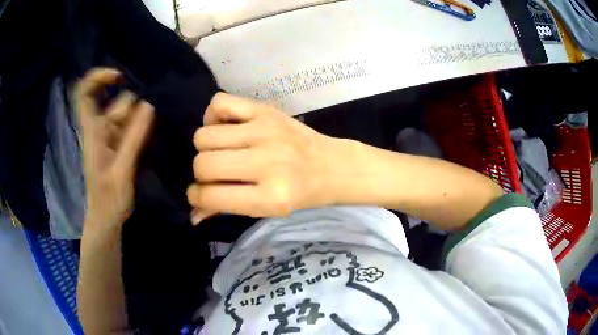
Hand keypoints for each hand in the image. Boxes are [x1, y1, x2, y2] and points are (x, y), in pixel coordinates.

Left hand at [77, 68, 153, 231]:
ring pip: (126, 112)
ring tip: (153, 128)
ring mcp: (108, 135)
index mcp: (93, 130)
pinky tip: (151, 130)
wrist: (106, 218)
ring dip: (140, 114)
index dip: (99, 77)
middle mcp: (99, 127)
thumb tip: (149, 105)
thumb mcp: (122, 170)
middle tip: (150, 116)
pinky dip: (140, 123)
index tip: (120, 78)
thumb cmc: (109, 199)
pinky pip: (130, 124)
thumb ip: (133, 138)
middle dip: (133, 102)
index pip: (85, 93)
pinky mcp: (117, 143)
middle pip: (115, 100)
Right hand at [187, 93, 338, 222]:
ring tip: (221, 151)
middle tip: (214, 174)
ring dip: (205, 147)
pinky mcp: (266, 110)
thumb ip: (226, 209)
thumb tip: (193, 214)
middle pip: (203, 163)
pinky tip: (225, 127)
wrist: (332, 166)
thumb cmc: (299, 194)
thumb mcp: (266, 210)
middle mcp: (266, 162)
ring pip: (205, 135)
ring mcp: (265, 131)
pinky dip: (213, 116)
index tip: (198, 194)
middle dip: (201, 173)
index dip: (196, 196)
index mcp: (270, 197)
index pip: (211, 195)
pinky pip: (219, 103)